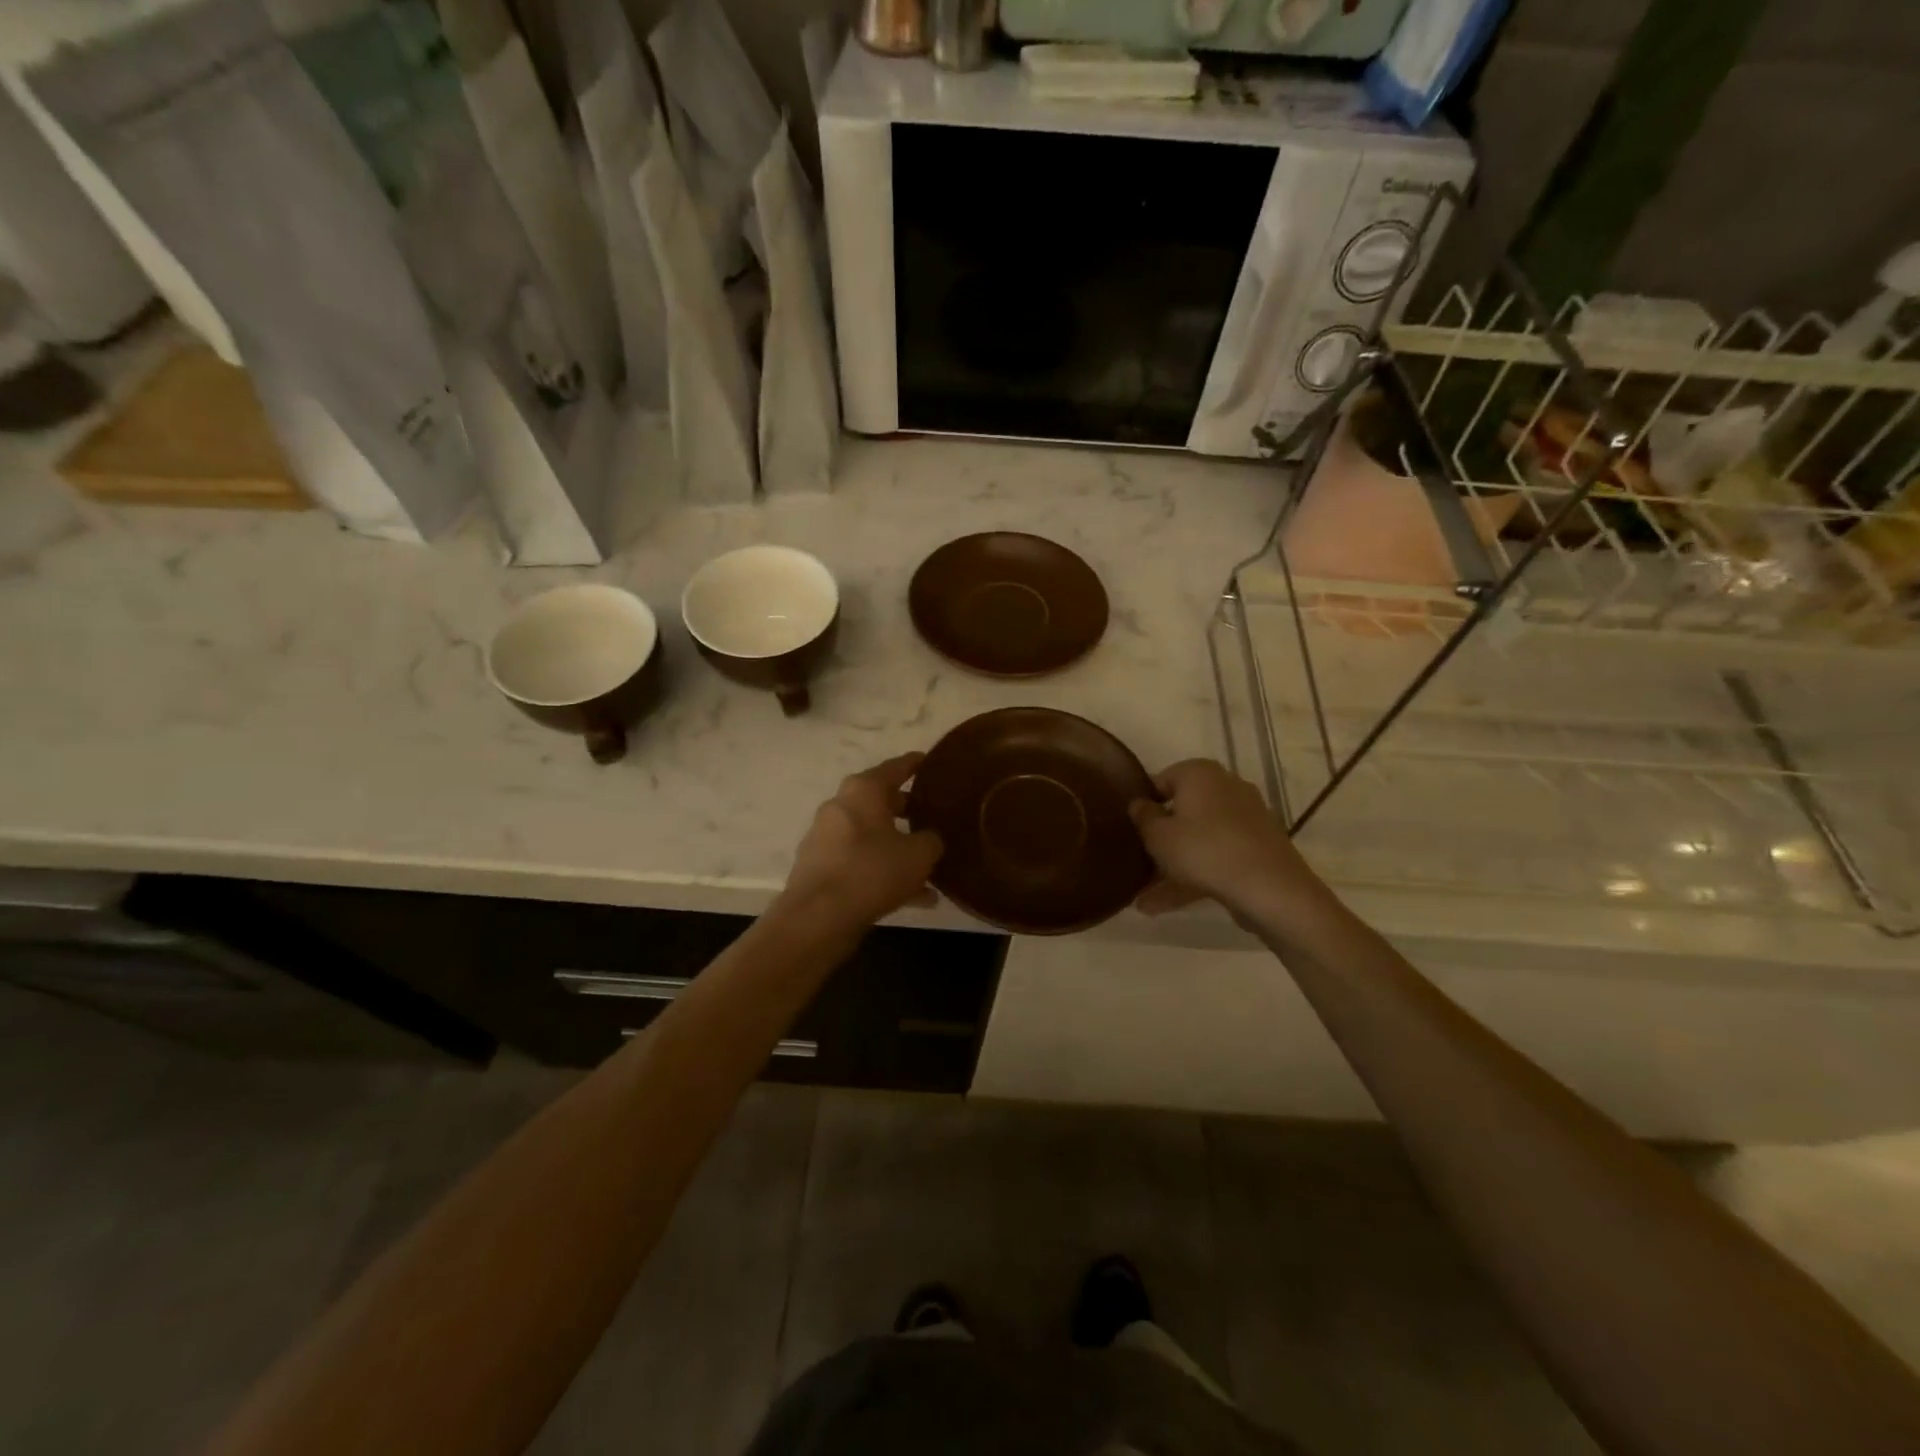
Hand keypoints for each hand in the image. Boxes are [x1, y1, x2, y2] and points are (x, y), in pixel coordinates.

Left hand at [777, 754, 943, 929]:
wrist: (818, 917)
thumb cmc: (872, 871)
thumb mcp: (919, 855)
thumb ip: (931, 840)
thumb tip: (930, 839)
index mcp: (863, 790)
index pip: (896, 767)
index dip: (916, 764)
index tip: (932, 763)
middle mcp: (841, 806)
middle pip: (881, 801)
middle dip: (908, 810)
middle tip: (934, 817)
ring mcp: (826, 837)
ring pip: (872, 836)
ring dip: (898, 848)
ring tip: (930, 868)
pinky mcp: (820, 867)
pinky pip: (861, 863)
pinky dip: (884, 872)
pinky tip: (915, 898)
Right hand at [1128, 759, 1321, 921]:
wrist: (1271, 889)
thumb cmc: (1204, 850)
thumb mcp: (1158, 835)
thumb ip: (1143, 817)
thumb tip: (1139, 804)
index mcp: (1200, 773)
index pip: (1160, 781)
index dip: (1142, 807)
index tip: (1129, 831)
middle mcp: (1225, 787)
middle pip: (1181, 812)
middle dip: (1158, 841)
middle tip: (1136, 863)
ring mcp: (1245, 818)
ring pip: (1198, 839)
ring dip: (1172, 866)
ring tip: (1142, 901)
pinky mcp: (1257, 847)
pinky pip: (1215, 856)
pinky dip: (1193, 875)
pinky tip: (1164, 906)